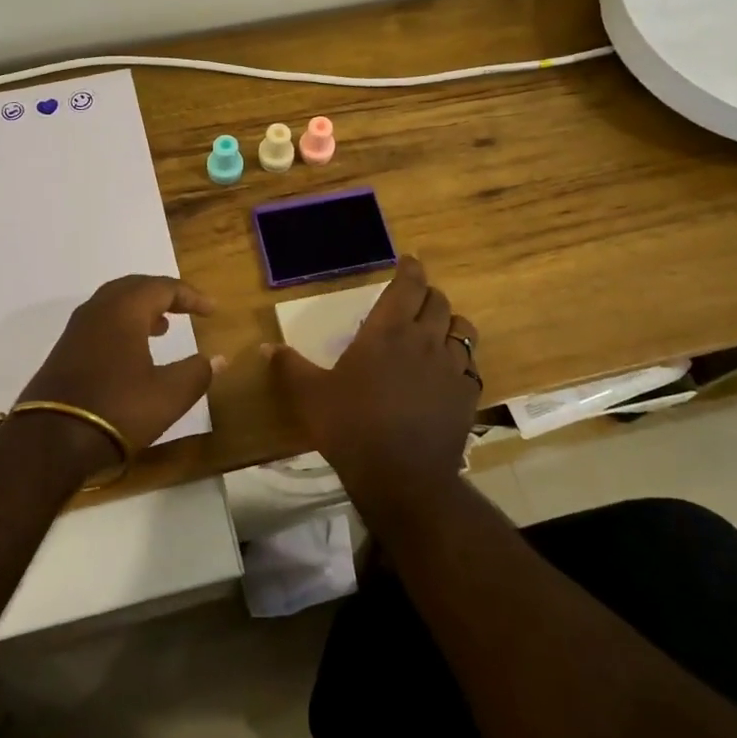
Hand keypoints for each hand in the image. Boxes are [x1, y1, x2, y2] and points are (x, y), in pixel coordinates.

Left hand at [18, 276, 221, 467]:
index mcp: (124, 310)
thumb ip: (198, 372)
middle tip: (186, 308)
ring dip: (141, 309)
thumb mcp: (169, 395)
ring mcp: (76, 330)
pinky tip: (132, 351)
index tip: (212, 311)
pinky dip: (123, 325)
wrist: (50, 441)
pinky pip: (100, 322)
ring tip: (163, 326)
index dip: (191, 296)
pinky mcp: (64, 351)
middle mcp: (98, 310)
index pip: (163, 287)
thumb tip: (218, 358)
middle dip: (163, 294)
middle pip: (134, 287)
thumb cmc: (117, 410)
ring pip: (114, 304)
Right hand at [265, 257, 479, 502]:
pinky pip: (471, 364)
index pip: (407, 285)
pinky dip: (461, 359)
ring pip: (462, 328)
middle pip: (438, 301)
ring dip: (449, 322)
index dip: (410, 269)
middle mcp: (424, 340)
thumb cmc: (351, 427)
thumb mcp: (309, 396)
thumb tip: (265, 347)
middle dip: (427, 293)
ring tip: (437, 329)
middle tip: (415, 298)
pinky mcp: (467, 395)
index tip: (410, 261)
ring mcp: (451, 367)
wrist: (402, 476)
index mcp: (387, 331)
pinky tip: (449, 371)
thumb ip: (289, 367)